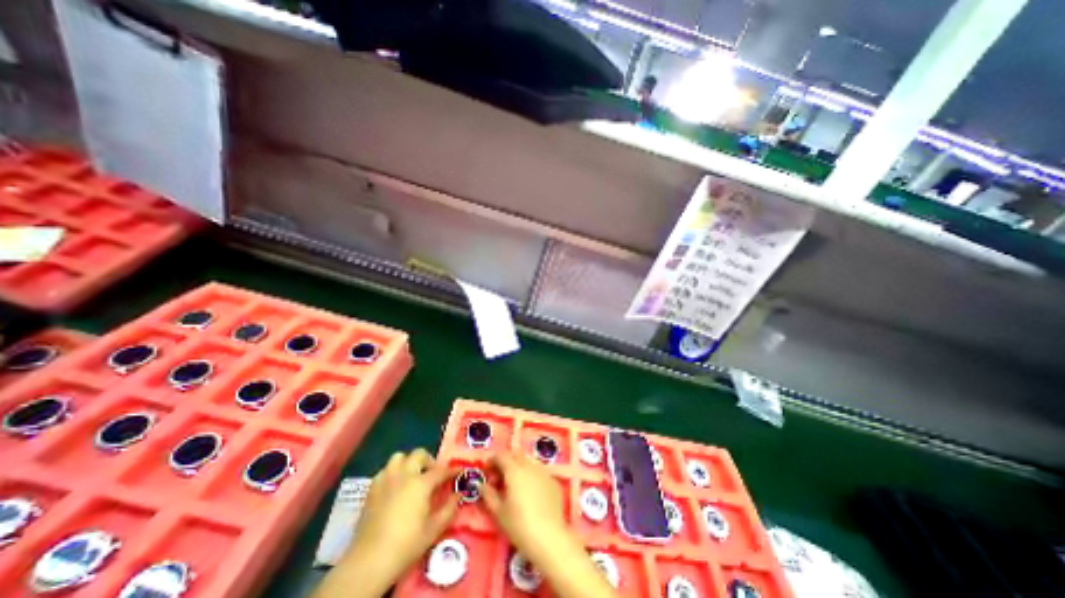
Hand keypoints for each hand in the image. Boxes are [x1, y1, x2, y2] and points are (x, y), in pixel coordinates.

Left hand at [341, 451, 457, 586]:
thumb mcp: (434, 529)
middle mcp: (404, 475)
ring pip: (399, 458)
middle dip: (429, 461)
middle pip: (419, 454)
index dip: (452, 470)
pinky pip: (385, 470)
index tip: (458, 471)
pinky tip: (395, 487)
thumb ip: (449, 509)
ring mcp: (386, 480)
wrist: (368, 562)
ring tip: (412, 476)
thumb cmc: (406, 545)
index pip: (441, 470)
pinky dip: (393, 473)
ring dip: (408, 462)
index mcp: (421, 483)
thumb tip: (458, 495)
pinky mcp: (371, 489)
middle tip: (432, 474)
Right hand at [483, 454, 577, 565]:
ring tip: (515, 486)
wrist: (550, 538)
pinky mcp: (553, 481)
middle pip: (515, 455)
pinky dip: (531, 476)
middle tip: (500, 479)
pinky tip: (531, 493)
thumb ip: (488, 495)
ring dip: (519, 467)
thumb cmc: (519, 525)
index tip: (487, 473)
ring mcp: (544, 472)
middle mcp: (530, 465)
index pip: (501, 455)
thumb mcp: (498, 512)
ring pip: (529, 461)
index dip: (492, 461)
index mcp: (514, 470)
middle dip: (506, 462)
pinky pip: (539, 472)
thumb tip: (483, 485)